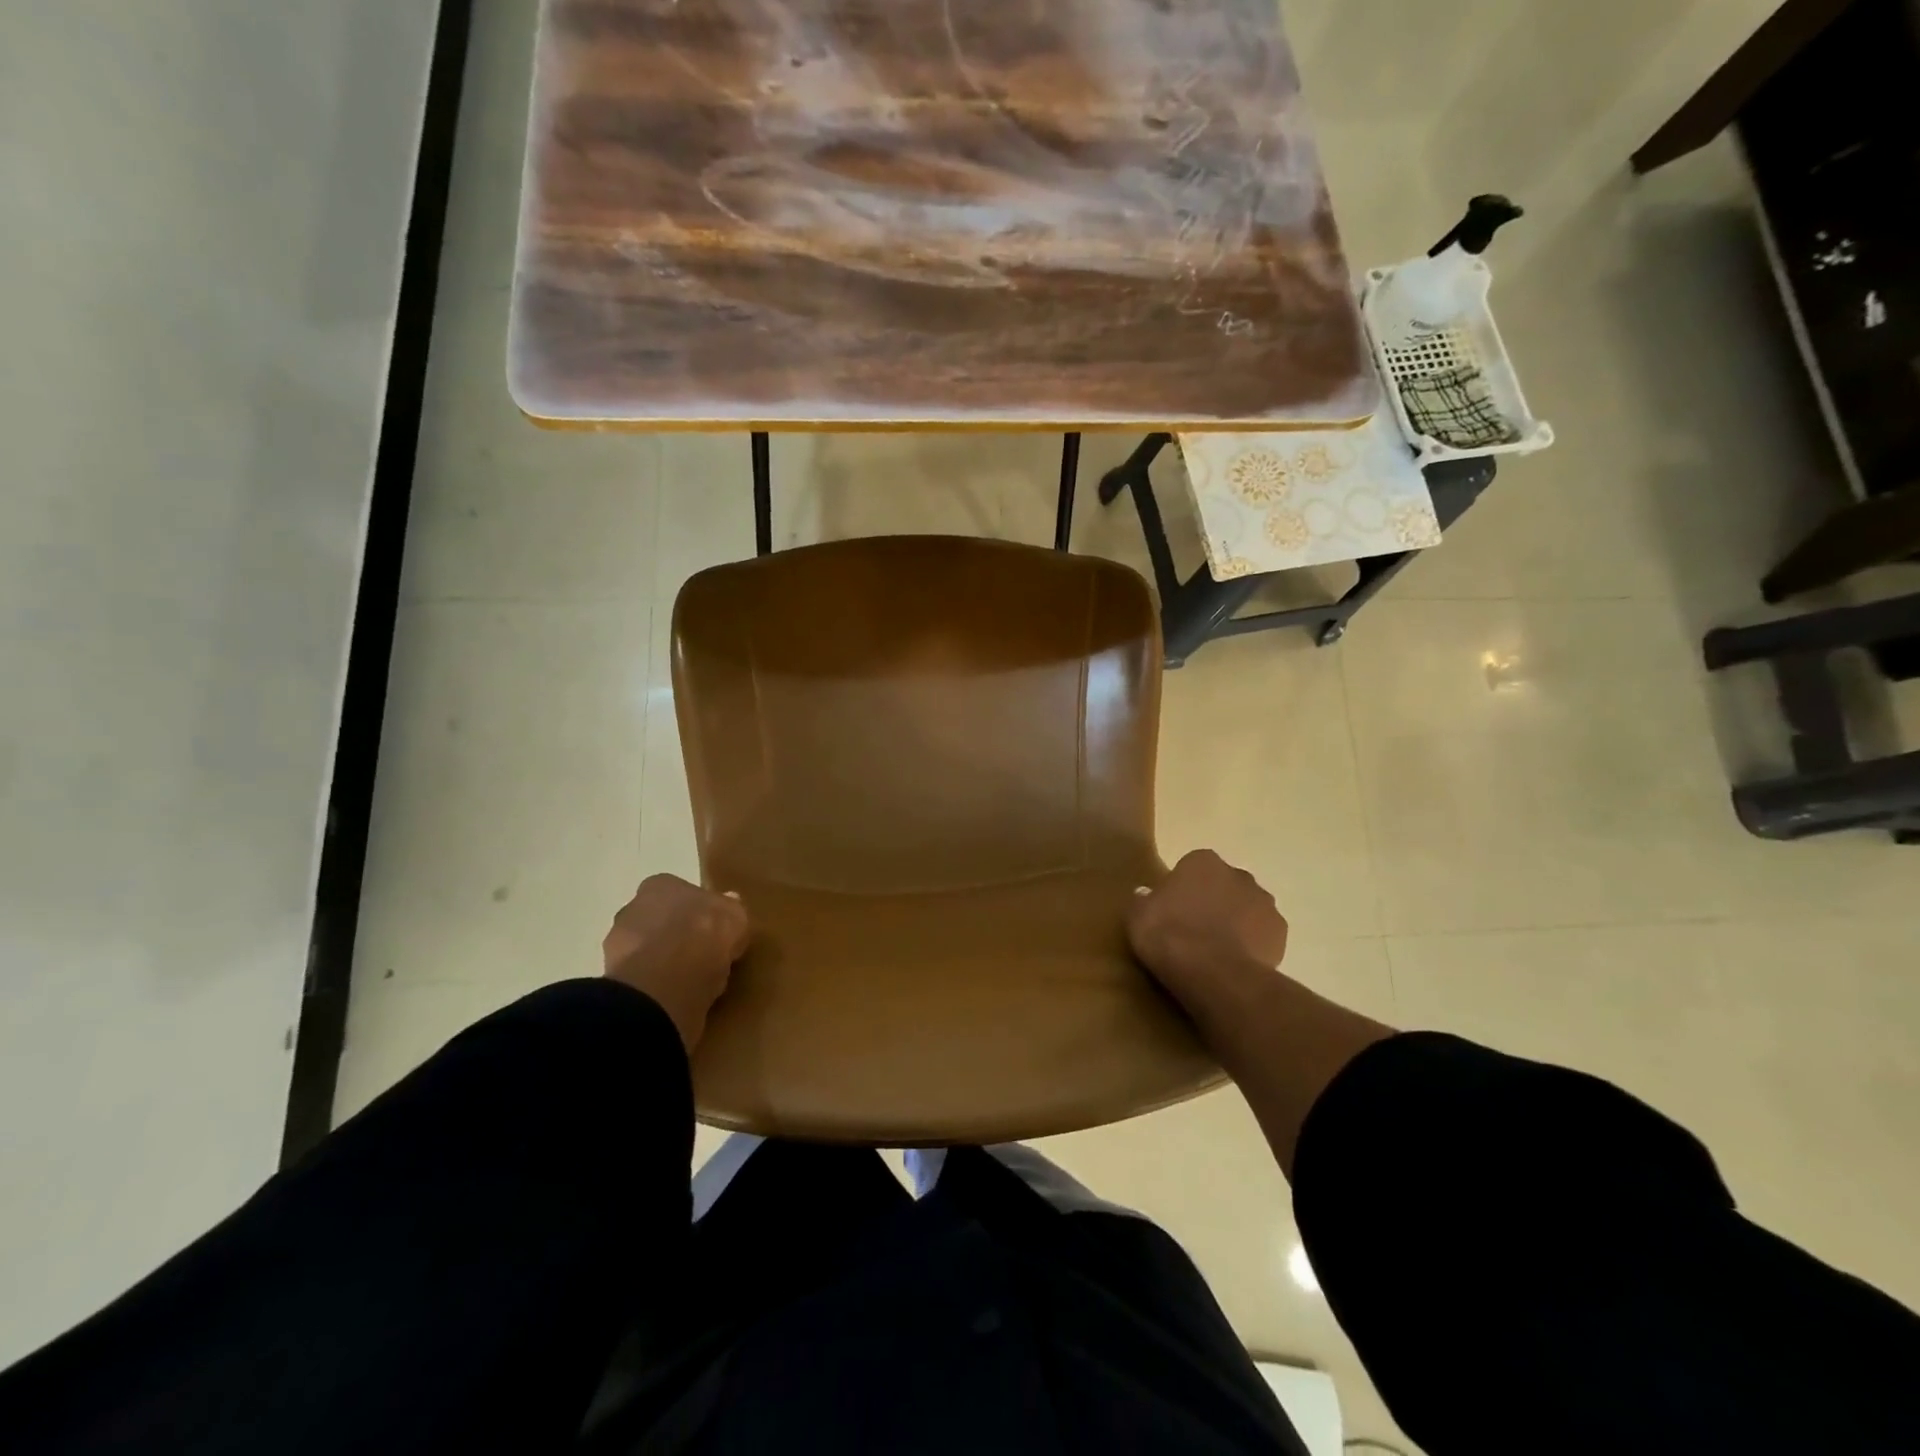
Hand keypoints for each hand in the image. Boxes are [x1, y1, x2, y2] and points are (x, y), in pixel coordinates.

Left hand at [603, 875, 749, 1050]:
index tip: (712, 929)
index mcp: (661, 885)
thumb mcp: (735, 917)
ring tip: (688, 980)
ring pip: (646, 949)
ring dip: (662, 961)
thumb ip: (730, 908)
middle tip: (700, 954)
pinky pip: (641, 977)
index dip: (697, 911)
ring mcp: (617, 943)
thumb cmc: (704, 935)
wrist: (665, 982)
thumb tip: (730, 901)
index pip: (680, 893)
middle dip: (675, 934)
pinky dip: (654, 984)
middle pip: (659, 919)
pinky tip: (673, 995)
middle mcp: (633, 907)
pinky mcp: (613, 978)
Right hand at [1127, 850, 1288, 1021]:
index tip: (1172, 912)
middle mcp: (1238, 874)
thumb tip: (1146, 894)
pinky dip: (1252, 945)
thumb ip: (1143, 900)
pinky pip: (1262, 935)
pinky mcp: (1281, 933)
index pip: (1192, 867)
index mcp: (1202, 861)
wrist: (1213, 973)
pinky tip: (1235, 963)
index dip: (1182, 890)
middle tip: (1194, 929)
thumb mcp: (1137, 916)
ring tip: (1216, 951)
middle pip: (1223, 885)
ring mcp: (1264, 902)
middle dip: (1214, 901)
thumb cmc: (1169, 935)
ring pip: (1247, 908)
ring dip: (1236, 922)